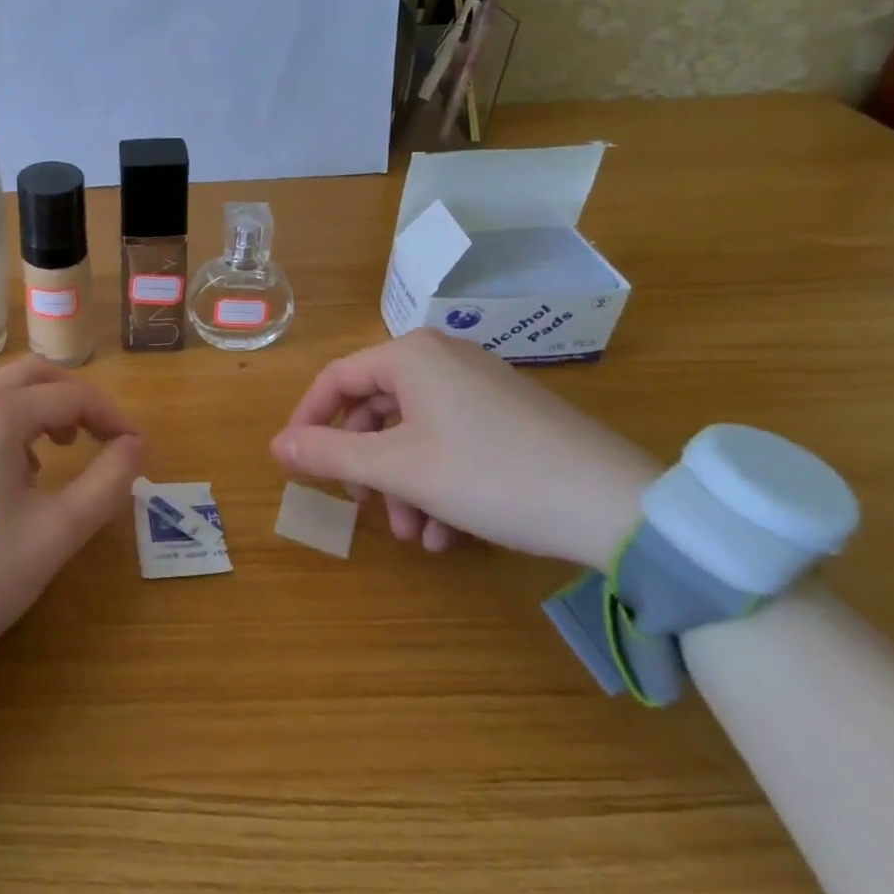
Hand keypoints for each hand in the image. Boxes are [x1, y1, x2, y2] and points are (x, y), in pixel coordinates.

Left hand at [0, 355, 144, 685]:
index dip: (111, 416)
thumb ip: (106, 482)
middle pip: (34, 373)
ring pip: (1, 382)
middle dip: (76, 399)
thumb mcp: (55, 534)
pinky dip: (8, 414)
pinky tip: (18, 464)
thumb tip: (135, 445)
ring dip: (39, 401)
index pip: (70, 395)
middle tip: (104, 440)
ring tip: (61, 447)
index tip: (136, 448)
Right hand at [270, 329, 658, 568]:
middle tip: (364, 507)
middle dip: (366, 466)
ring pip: (415, 433)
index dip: (308, 421)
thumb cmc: (489, 474)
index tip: (296, 462)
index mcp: (410, 356)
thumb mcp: (398, 468)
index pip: (336, 379)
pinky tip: (448, 535)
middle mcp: (443, 359)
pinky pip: (453, 441)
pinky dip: (439, 484)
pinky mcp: (511, 417)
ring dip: (403, 485)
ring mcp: (481, 386)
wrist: (617, 507)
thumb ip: (329, 453)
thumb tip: (276, 445)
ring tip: (415, 536)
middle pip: (377, 409)